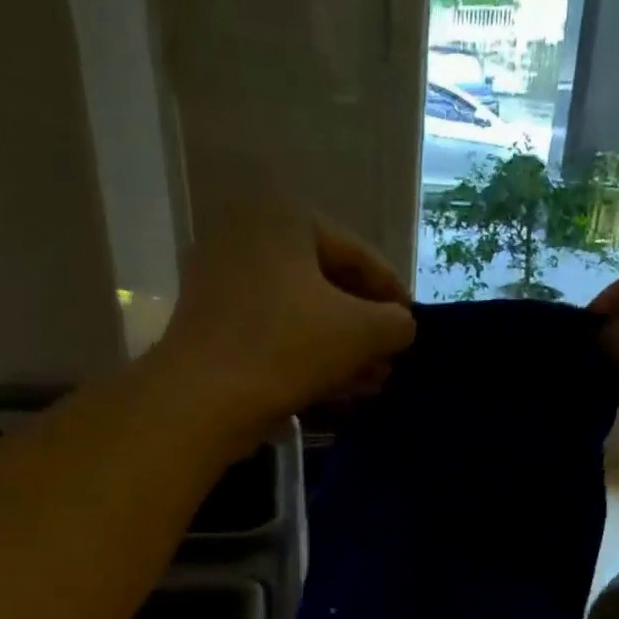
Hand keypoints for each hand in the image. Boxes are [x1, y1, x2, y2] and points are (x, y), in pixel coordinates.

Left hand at [157, 209, 415, 440]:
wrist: (204, 399)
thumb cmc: (287, 348)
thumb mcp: (359, 332)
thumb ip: (395, 323)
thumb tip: (403, 325)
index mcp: (284, 219)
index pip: (358, 254)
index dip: (393, 294)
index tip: (414, 328)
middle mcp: (251, 239)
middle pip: (329, 286)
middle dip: (366, 330)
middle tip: (393, 361)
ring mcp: (228, 284)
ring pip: (304, 317)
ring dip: (344, 351)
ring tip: (374, 383)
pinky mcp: (217, 328)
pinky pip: (278, 336)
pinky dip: (311, 359)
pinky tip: (340, 390)